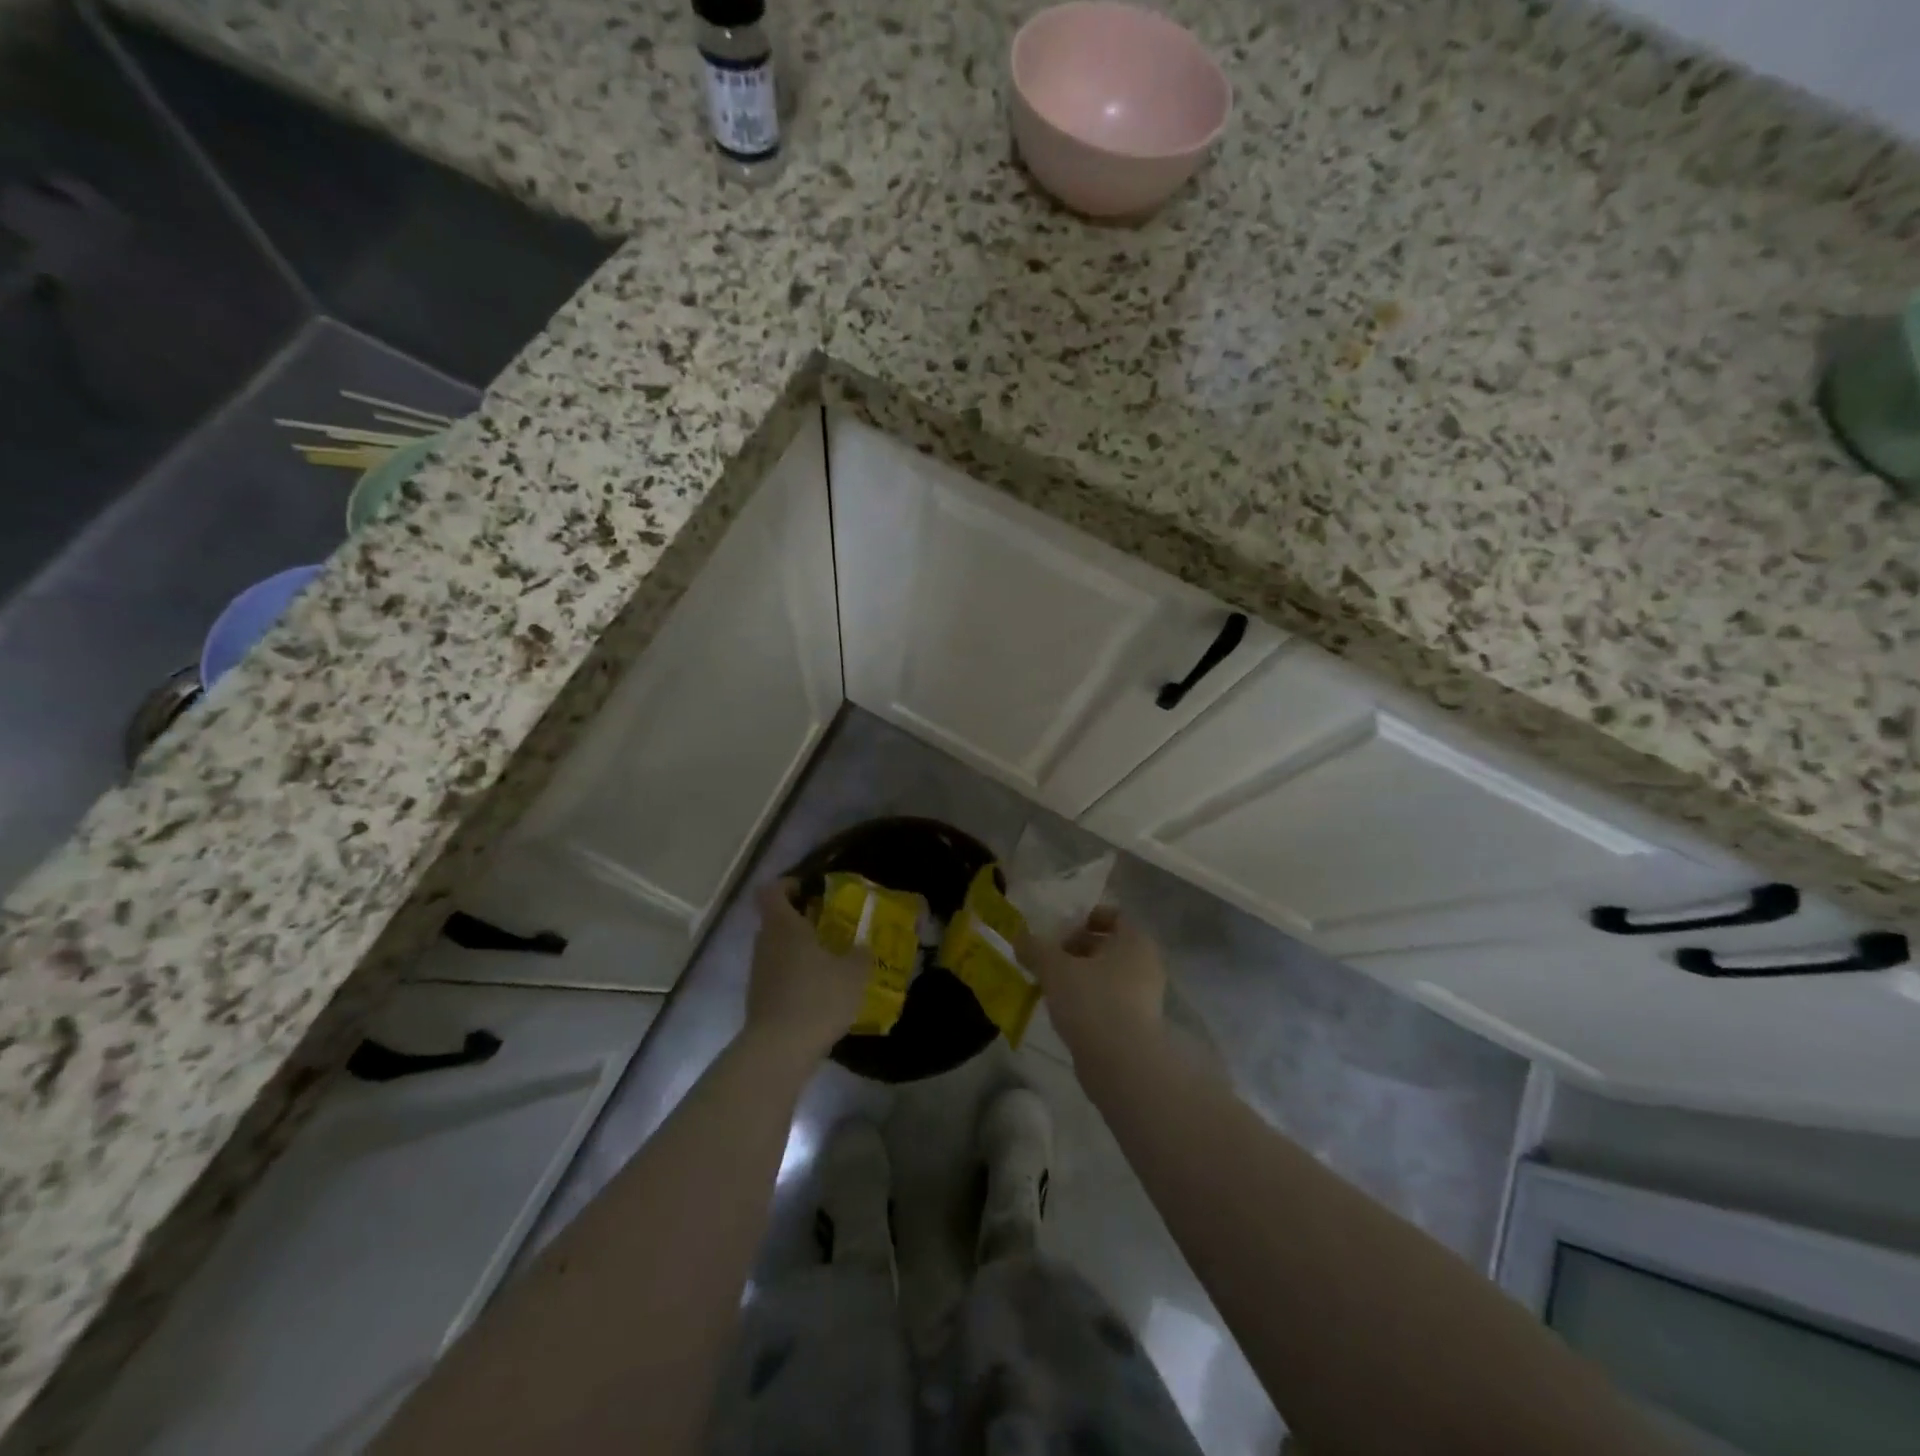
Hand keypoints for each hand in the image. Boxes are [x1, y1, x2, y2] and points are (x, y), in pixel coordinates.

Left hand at [742, 879, 873, 1064]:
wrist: (779, 1050)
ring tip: (830, 964)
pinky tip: (819, 995)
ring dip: (799, 952)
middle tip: (830, 928)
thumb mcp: (854, 973)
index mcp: (784, 926)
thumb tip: (863, 948)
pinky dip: (795, 979)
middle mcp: (765, 944)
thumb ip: (861, 954)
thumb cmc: (817, 997)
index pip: (772, 891)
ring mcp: (758, 973)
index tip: (809, 890)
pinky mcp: (758, 1000)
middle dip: (801, 921)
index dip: (788, 885)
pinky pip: (778, 977)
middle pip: (776, 921)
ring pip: (777, 950)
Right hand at [1018, 905, 1165, 1054]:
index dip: (1085, 917)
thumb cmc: (1092, 1001)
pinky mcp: (1136, 1026)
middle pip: (1107, 946)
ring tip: (1048, 983)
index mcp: (1135, 940)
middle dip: (1076, 948)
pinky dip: (1087, 1000)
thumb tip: (1020, 938)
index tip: (1058, 928)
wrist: (1121, 1064)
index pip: (1113, 915)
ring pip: (1106, 975)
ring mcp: (1144, 997)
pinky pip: (1108, 1001)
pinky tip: (1063, 1010)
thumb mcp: (1054, 968)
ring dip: (1079, 976)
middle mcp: (1146, 964)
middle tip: (1047, 956)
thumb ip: (1035, 948)